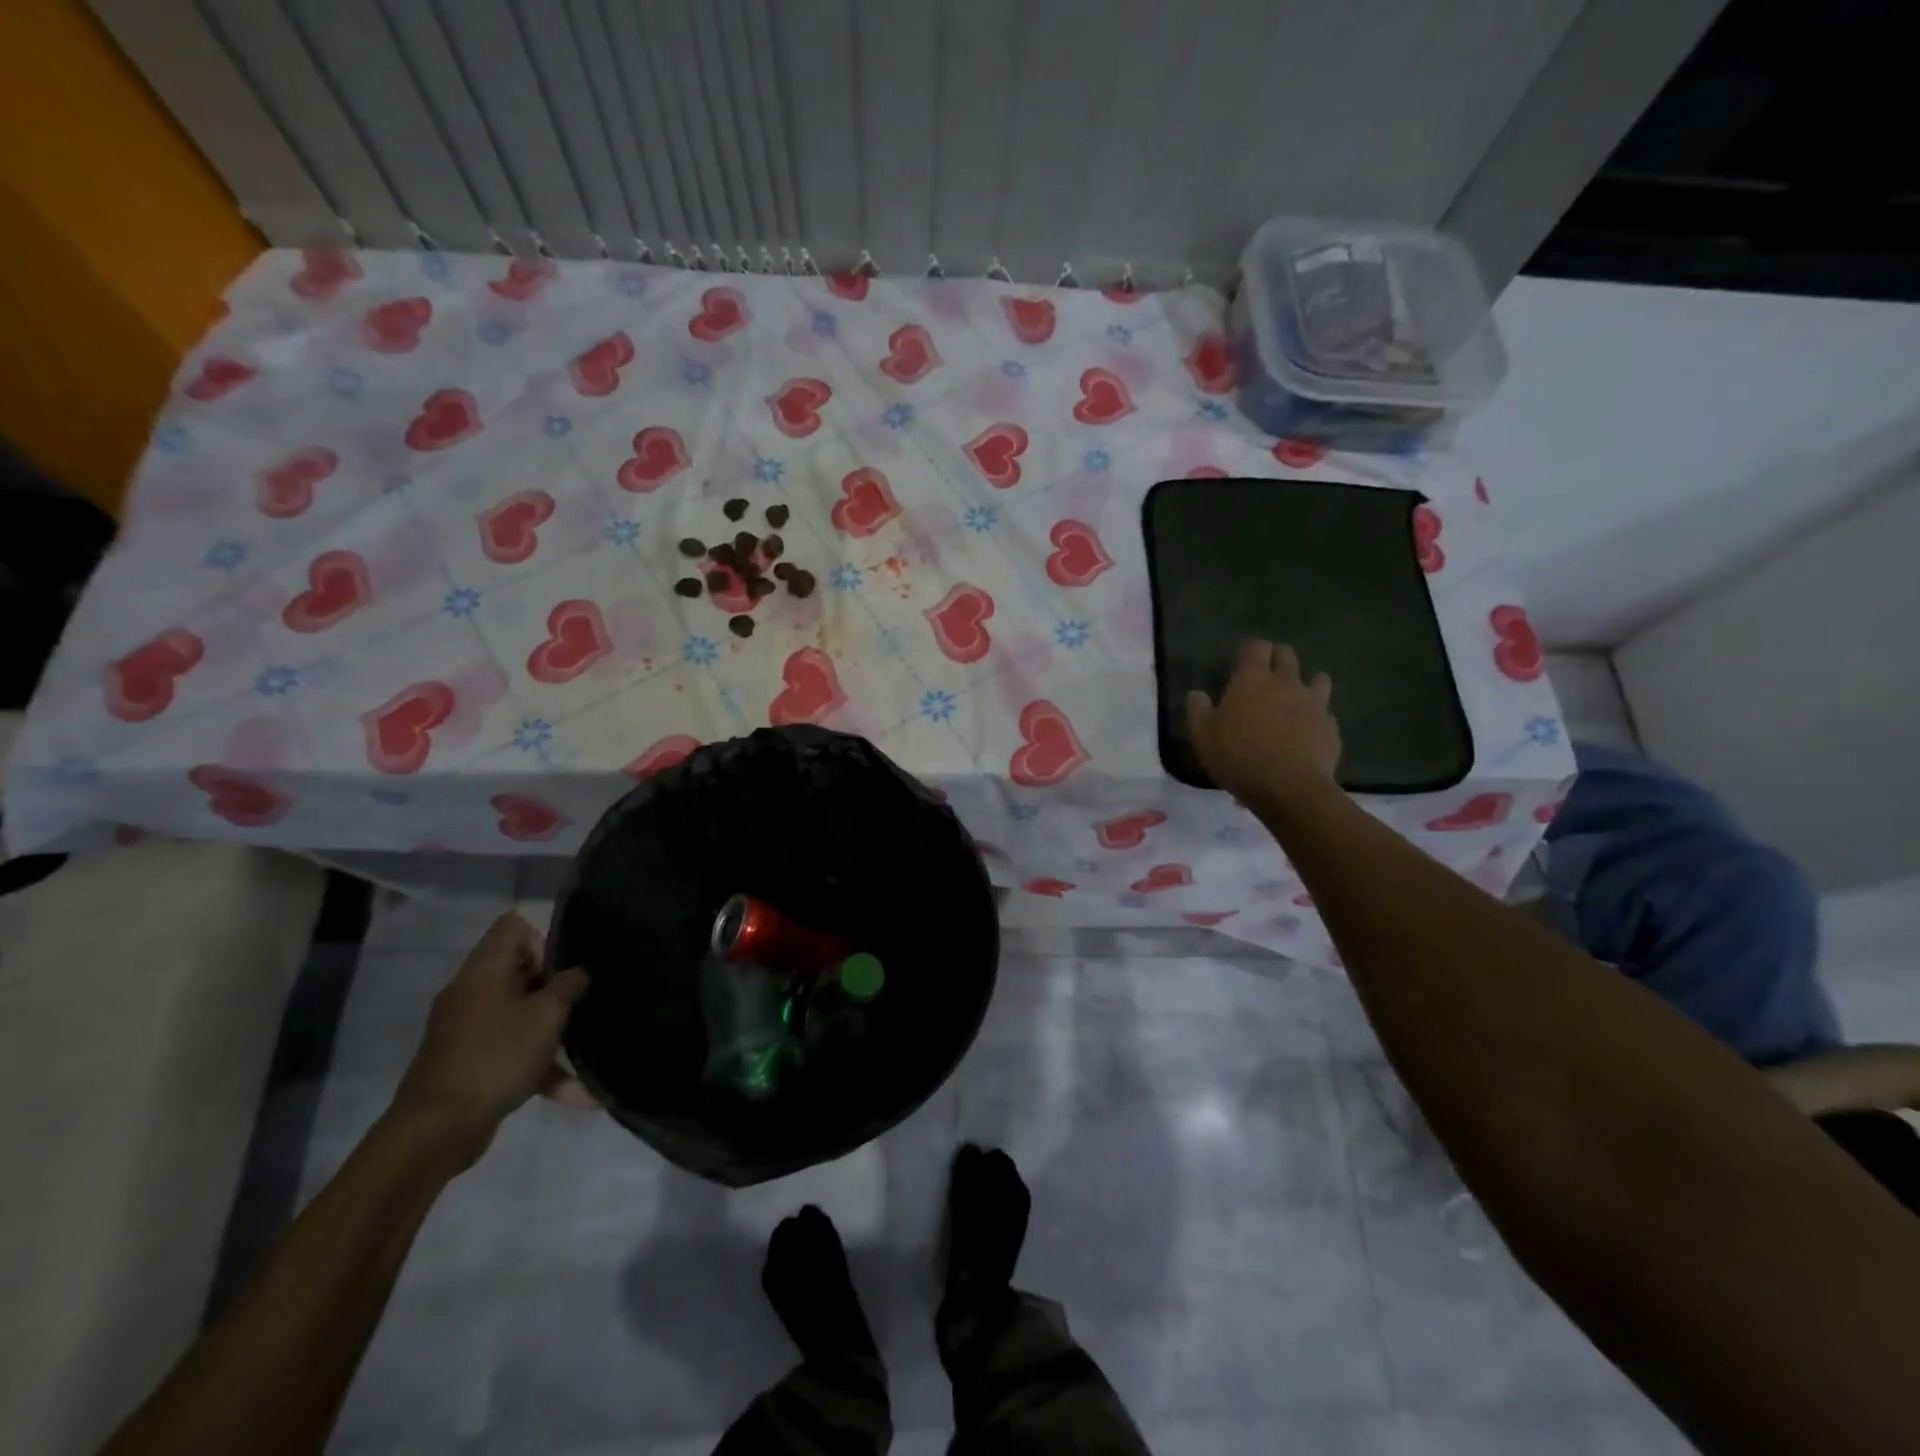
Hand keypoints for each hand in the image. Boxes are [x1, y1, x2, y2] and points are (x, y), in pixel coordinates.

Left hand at [389, 913, 592, 1169]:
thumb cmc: (496, 1056)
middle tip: (579, 1008)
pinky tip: (577, 1095)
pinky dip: (541, 1069)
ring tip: (588, 1057)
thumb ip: (568, 986)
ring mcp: (468, 1032)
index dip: (543, 940)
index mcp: (484, 971)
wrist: (437, 1131)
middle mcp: (471, 994)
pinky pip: (513, 1054)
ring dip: (554, 1036)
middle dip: (555, 991)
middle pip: (520, 973)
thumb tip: (577, 974)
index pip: (513, 927)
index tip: (562, 971)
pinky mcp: (470, 1065)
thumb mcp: (547, 1015)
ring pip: (520, 1017)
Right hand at [1185, 640, 1340, 804]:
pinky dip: (1315, 718)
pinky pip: (1325, 713)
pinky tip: (1305, 735)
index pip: (1255, 646)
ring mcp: (1314, 703)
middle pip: (1286, 654)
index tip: (1240, 663)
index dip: (1248, 651)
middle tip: (1264, 680)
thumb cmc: (1238, 756)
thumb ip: (1197, 710)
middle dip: (1276, 660)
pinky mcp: (1330, 726)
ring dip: (1305, 684)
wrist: (1289, 788)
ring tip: (1293, 702)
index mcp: (1252, 680)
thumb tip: (1197, 694)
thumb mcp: (1202, 736)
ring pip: (1317, 678)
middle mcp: (1286, 682)